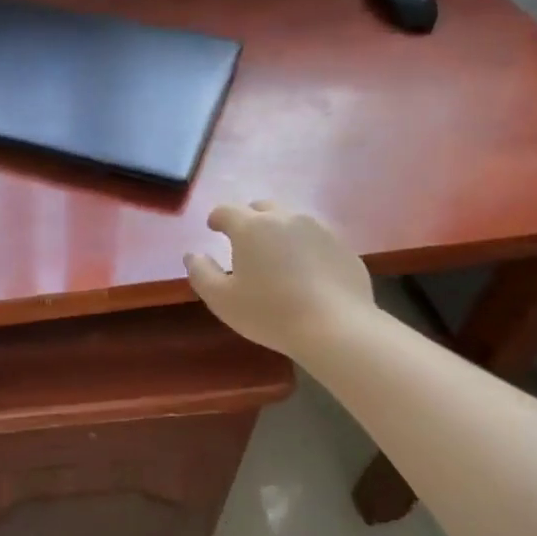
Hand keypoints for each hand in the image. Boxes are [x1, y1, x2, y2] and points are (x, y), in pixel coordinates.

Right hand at [185, 201, 373, 355]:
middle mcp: (286, 218)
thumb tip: (193, 255)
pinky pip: (316, 239)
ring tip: (276, 256)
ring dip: (279, 232)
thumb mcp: (222, 299)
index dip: (217, 218)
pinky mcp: (343, 247)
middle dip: (249, 219)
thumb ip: (201, 273)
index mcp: (251, 227)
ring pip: (292, 221)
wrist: (335, 327)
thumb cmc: (270, 312)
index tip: (213, 227)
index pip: (227, 210)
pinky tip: (305, 273)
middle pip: (262, 208)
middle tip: (244, 241)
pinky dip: (305, 248)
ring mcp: (319, 230)